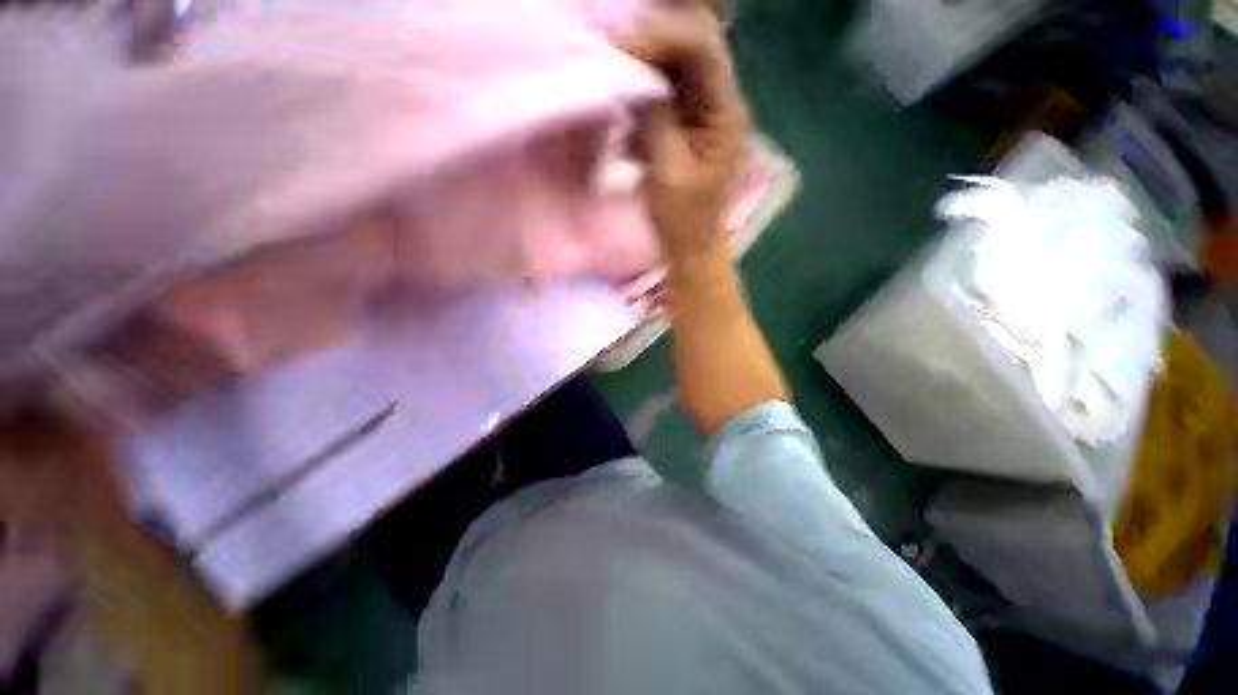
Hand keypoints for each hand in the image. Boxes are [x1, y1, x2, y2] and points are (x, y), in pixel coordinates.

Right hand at [619, 3, 748, 266]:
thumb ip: (656, 121)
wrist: (691, 248)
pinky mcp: (688, 130)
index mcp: (726, 115)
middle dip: (653, 47)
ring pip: (678, 71)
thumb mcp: (667, 172)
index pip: (703, 50)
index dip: (663, 39)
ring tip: (616, 81)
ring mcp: (705, 116)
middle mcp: (721, 106)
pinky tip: (628, 120)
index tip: (622, 49)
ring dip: (646, 71)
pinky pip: (667, 97)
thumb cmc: (683, 221)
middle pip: (693, 49)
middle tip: (615, 55)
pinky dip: (645, 99)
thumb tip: (638, 82)